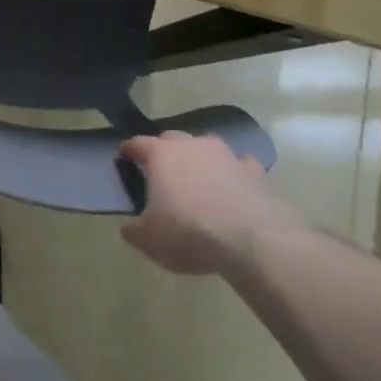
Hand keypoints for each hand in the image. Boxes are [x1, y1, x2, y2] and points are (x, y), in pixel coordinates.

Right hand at [119, 131, 306, 275]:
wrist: (253, 241)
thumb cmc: (190, 233)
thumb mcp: (150, 240)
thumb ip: (135, 231)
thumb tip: (129, 228)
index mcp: (161, 155)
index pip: (138, 143)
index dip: (129, 149)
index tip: (125, 155)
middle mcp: (192, 146)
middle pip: (172, 139)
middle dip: (165, 151)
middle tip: (162, 171)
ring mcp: (227, 155)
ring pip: (207, 148)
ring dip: (201, 160)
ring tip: (199, 180)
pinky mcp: (256, 172)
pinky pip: (240, 166)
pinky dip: (234, 175)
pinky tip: (235, 190)